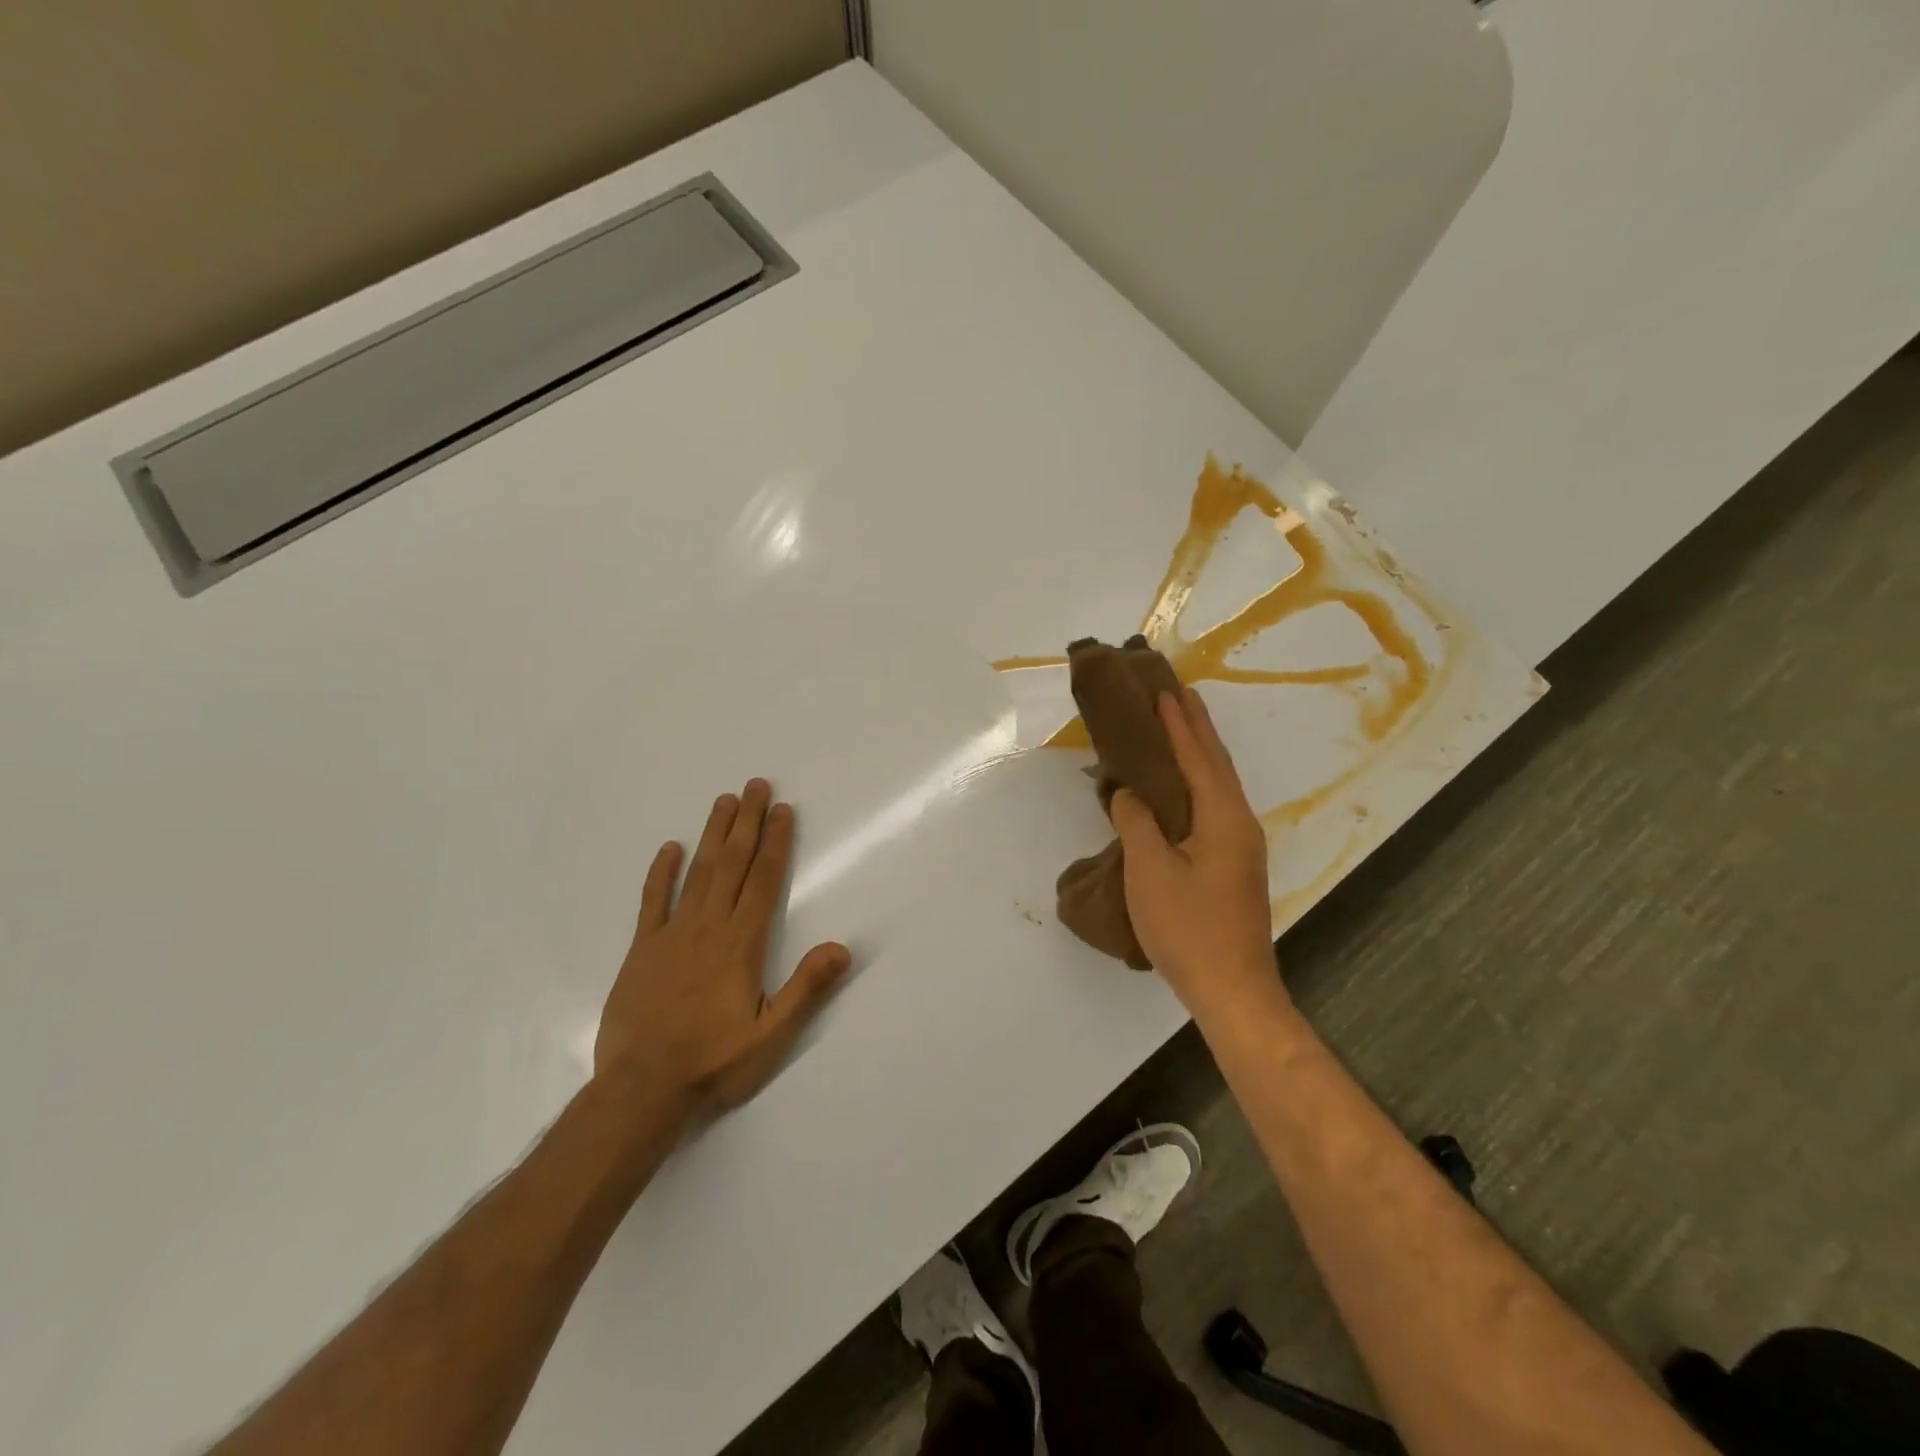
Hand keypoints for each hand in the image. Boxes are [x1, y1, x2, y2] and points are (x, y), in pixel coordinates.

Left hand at [595, 779, 851, 1118]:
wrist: (642, 1089)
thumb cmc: (714, 1062)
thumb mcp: (771, 1034)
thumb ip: (806, 988)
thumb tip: (843, 947)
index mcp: (742, 943)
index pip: (764, 880)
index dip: (776, 842)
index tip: (782, 810)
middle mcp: (709, 927)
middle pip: (732, 864)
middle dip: (747, 822)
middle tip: (755, 785)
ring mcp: (672, 934)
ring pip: (697, 873)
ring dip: (713, 835)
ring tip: (724, 801)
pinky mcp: (642, 949)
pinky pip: (653, 901)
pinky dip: (661, 873)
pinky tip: (669, 848)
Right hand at [1109, 689, 1282, 1017]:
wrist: (1232, 988)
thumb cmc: (1188, 927)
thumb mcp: (1150, 871)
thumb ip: (1137, 822)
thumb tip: (1128, 792)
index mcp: (1221, 816)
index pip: (1197, 756)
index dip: (1178, 723)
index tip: (1163, 690)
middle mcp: (1238, 821)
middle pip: (1216, 762)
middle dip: (1197, 726)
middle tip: (1179, 693)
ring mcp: (1241, 844)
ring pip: (1219, 783)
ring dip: (1201, 751)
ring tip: (1183, 726)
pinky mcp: (1234, 863)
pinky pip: (1215, 804)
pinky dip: (1200, 780)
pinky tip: (1186, 785)